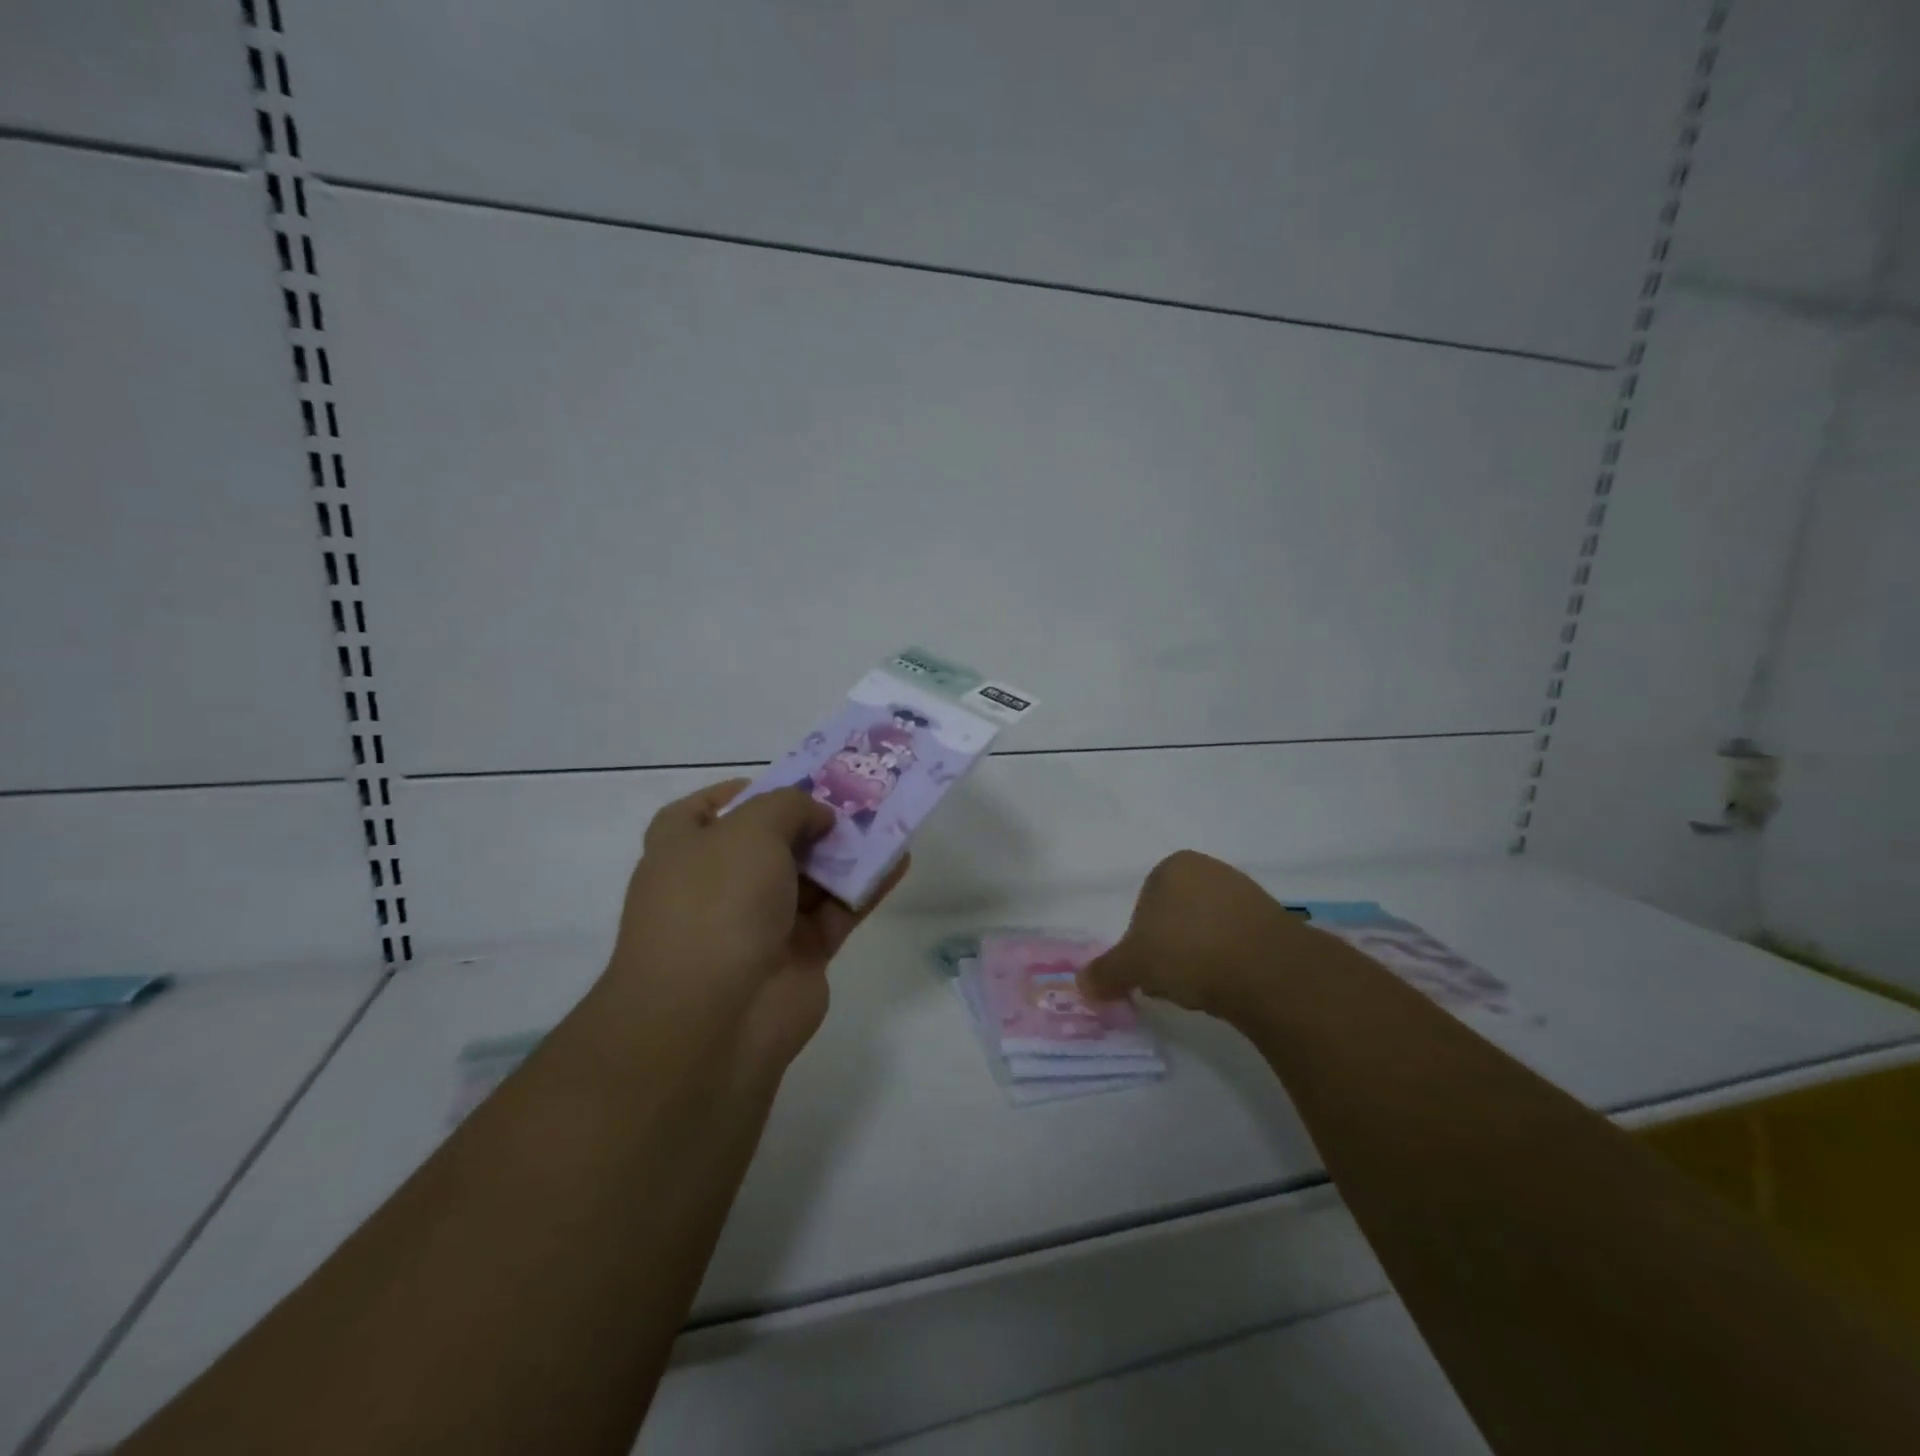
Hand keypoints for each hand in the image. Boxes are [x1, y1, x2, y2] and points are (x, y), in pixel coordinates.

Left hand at [601, 779, 906, 1071]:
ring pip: (810, 876)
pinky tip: (900, 859)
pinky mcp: (800, 954)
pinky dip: (866, 886)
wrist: (716, 1018)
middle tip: (857, 794)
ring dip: (846, 850)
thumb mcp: (750, 830)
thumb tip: (817, 817)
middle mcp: (717, 884)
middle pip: (770, 842)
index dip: (748, 790)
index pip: (708, 810)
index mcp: (683, 851)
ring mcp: (759, 922)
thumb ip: (790, 807)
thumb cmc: (717, 902)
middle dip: (811, 818)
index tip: (793, 779)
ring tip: (889, 817)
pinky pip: (838, 910)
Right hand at [1079, 850, 1327, 1026]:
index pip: (1143, 905)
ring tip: (1201, 988)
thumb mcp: (1133, 964)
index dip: (1140, 941)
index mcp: (1172, 866)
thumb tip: (1081, 985)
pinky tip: (1228, 984)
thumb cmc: (1188, 951)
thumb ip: (1105, 972)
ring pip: (1206, 929)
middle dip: (1169, 949)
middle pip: (1175, 916)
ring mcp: (1245, 891)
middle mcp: (1209, 869)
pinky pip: (1237, 941)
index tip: (1147, 970)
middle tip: (1170, 981)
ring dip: (1198, 956)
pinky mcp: (1273, 919)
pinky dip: (1228, 961)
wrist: (1266, 969)